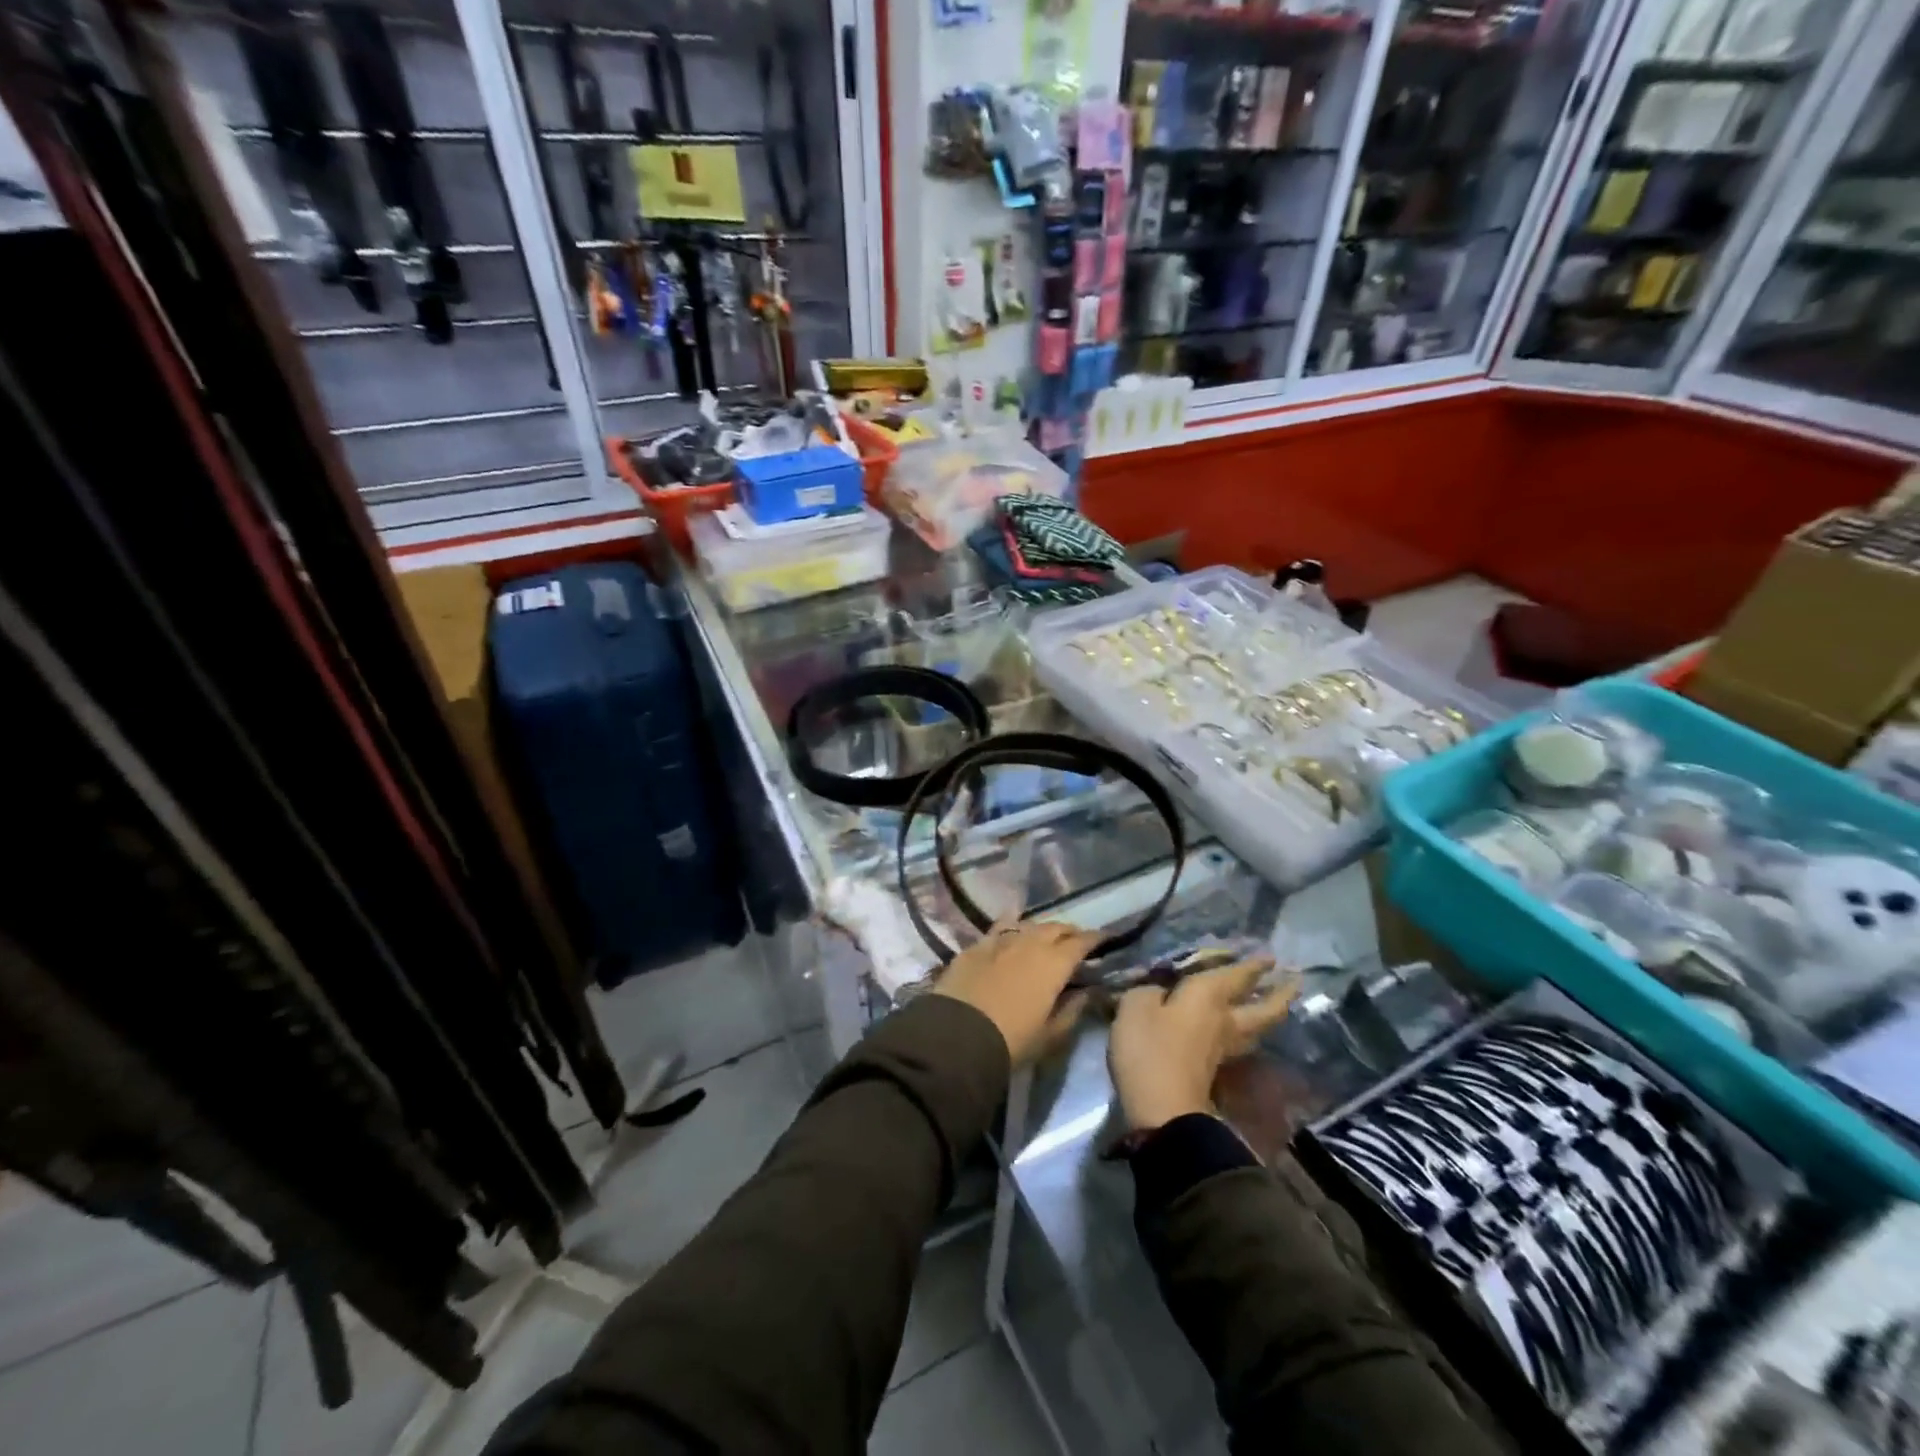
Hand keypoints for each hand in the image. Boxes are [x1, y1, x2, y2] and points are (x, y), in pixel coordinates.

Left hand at [931, 921, 1099, 1065]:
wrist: (957, 1036)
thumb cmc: (1011, 1041)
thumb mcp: (1050, 1035)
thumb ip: (1073, 1010)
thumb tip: (1088, 992)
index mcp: (1054, 963)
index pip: (1081, 942)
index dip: (1095, 939)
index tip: (1105, 939)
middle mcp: (1030, 943)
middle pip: (1055, 927)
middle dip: (1069, 932)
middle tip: (1076, 941)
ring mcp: (1000, 940)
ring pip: (1028, 925)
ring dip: (1041, 930)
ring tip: (1045, 939)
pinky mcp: (976, 946)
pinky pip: (1000, 929)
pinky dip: (1011, 928)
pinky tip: (1011, 931)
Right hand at [1107, 956, 1297, 1132]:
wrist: (1162, 1110)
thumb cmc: (1150, 1049)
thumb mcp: (1136, 1007)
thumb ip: (1149, 992)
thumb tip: (1159, 993)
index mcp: (1208, 997)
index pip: (1237, 976)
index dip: (1253, 966)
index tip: (1271, 957)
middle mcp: (1224, 1021)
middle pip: (1263, 1008)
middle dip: (1279, 994)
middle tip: (1295, 981)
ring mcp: (1221, 1050)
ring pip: (1254, 1029)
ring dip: (1267, 1015)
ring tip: (1274, 1005)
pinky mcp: (1212, 1071)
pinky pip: (1236, 1043)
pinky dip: (1243, 1033)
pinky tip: (1236, 1030)